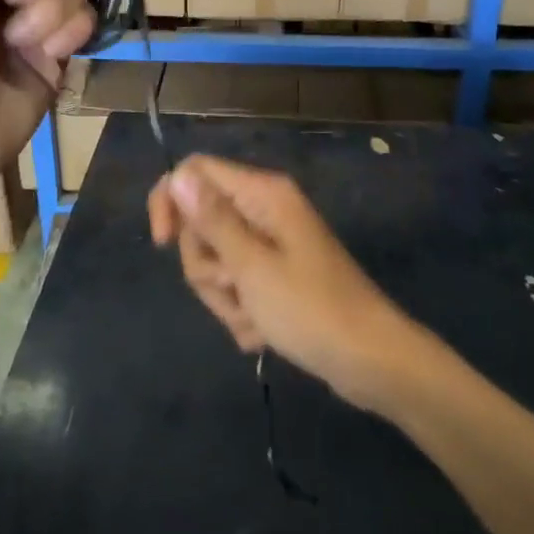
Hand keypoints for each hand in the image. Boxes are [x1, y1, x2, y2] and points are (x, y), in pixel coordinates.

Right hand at [148, 155, 414, 411]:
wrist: (371, 361)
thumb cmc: (311, 309)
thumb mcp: (251, 266)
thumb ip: (212, 219)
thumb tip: (178, 174)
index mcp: (262, 193)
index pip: (195, 171)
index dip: (171, 201)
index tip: (162, 243)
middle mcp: (264, 210)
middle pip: (201, 222)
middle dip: (206, 265)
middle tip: (235, 289)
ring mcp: (271, 244)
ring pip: (215, 259)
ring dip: (225, 295)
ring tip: (255, 317)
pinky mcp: (276, 276)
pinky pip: (237, 285)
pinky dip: (242, 311)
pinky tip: (264, 332)